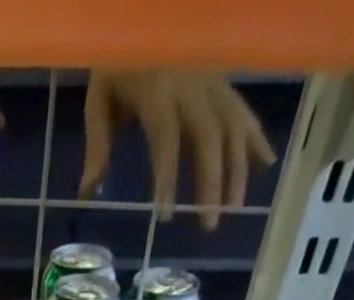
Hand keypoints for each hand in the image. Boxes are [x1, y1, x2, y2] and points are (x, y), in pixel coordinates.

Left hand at [82, 70, 274, 229]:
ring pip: (232, 126)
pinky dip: (256, 137)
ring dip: (238, 168)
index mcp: (158, 89)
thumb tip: (87, 192)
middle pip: (209, 137)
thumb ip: (97, 145)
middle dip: (212, 183)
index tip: (166, 215)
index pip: (166, 140)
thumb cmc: (117, 60)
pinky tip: (266, 164)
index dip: (167, 177)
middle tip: (209, 225)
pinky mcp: (223, 81)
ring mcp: (212, 81)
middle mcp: (192, 85)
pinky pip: (243, 110)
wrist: (146, 13)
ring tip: (235, 208)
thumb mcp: (99, 99)